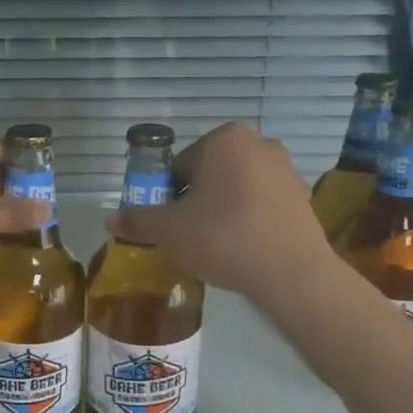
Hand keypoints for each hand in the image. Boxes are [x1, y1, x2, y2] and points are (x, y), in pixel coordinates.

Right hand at [105, 122, 337, 303]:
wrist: (291, 273)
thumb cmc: (223, 237)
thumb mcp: (169, 230)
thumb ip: (138, 221)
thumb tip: (110, 220)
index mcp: (223, 139)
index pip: (179, 166)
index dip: (167, 196)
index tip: (168, 224)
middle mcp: (258, 143)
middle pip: (209, 174)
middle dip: (195, 201)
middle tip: (188, 235)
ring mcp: (286, 169)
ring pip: (236, 189)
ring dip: (221, 210)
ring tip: (215, 245)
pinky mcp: (303, 197)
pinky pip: (261, 204)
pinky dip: (248, 220)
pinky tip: (243, 248)